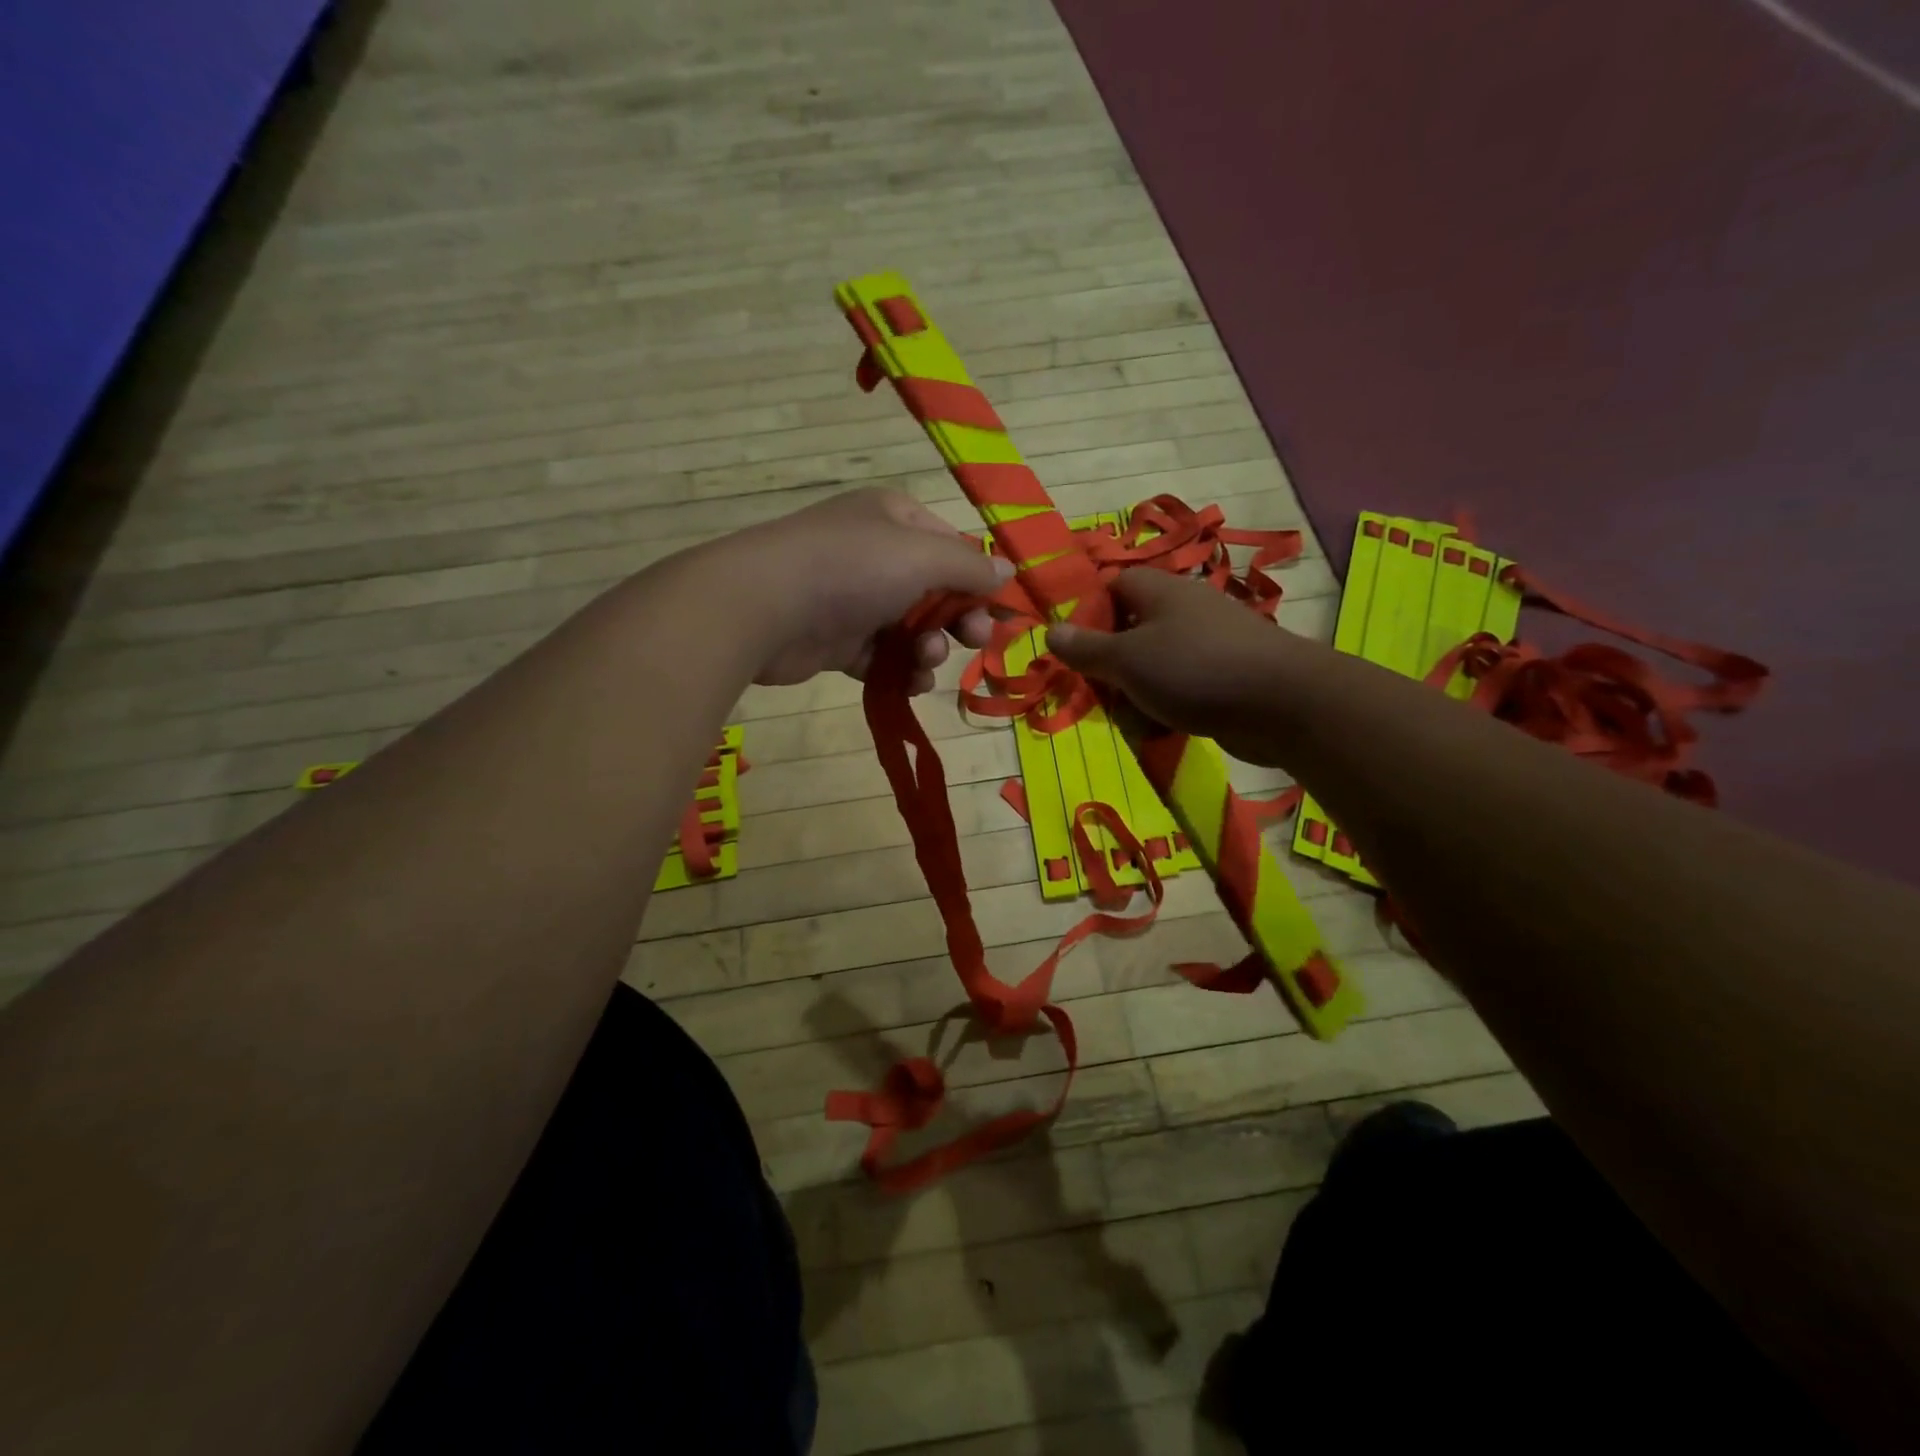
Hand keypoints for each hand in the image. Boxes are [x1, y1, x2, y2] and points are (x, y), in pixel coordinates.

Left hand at [718, 488, 1005, 692]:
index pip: (953, 548)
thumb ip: (970, 567)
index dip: (980, 582)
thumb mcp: (922, 556)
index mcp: (896, 520)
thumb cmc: (852, 568)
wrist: (765, 607)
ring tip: (924, 661)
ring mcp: (854, 598)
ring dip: (928, 650)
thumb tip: (1009, 572)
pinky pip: (882, 657)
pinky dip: (899, 670)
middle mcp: (876, 553)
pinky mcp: (837, 640)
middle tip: (974, 641)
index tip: (1003, 615)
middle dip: (958, 620)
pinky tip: (909, 683)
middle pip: (936, 592)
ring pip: (910, 629)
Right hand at [1046, 569, 1308, 764]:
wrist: (1282, 703)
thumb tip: (1050, 631)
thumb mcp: (1127, 660)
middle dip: (1111, 662)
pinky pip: (1184, 683)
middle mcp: (1185, 608)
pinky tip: (1163, 728)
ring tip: (1130, 716)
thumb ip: (1086, 648)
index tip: (1076, 651)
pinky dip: (1169, 704)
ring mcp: (1210, 640)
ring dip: (1138, 689)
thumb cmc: (1193, 670)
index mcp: (1159, 591)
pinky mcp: (1228, 673)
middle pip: (1132, 627)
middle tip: (1098, 691)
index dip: (1089, 613)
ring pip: (1157, 661)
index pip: (1113, 586)